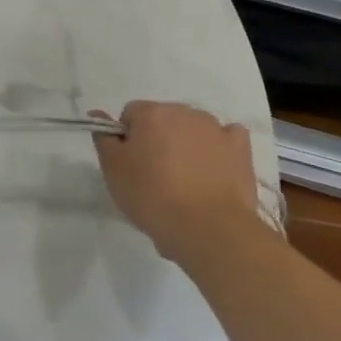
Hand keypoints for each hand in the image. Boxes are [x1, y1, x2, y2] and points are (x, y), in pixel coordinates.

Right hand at [92, 101, 260, 262]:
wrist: (209, 228)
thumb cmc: (152, 196)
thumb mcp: (113, 170)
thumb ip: (104, 139)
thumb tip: (99, 115)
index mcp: (151, 113)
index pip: (130, 115)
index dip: (127, 140)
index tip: (130, 166)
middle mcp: (184, 112)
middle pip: (162, 120)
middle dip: (157, 141)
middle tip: (154, 177)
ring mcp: (216, 128)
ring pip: (192, 129)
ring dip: (185, 145)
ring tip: (185, 183)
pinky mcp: (241, 149)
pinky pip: (226, 138)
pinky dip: (218, 149)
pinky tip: (213, 170)